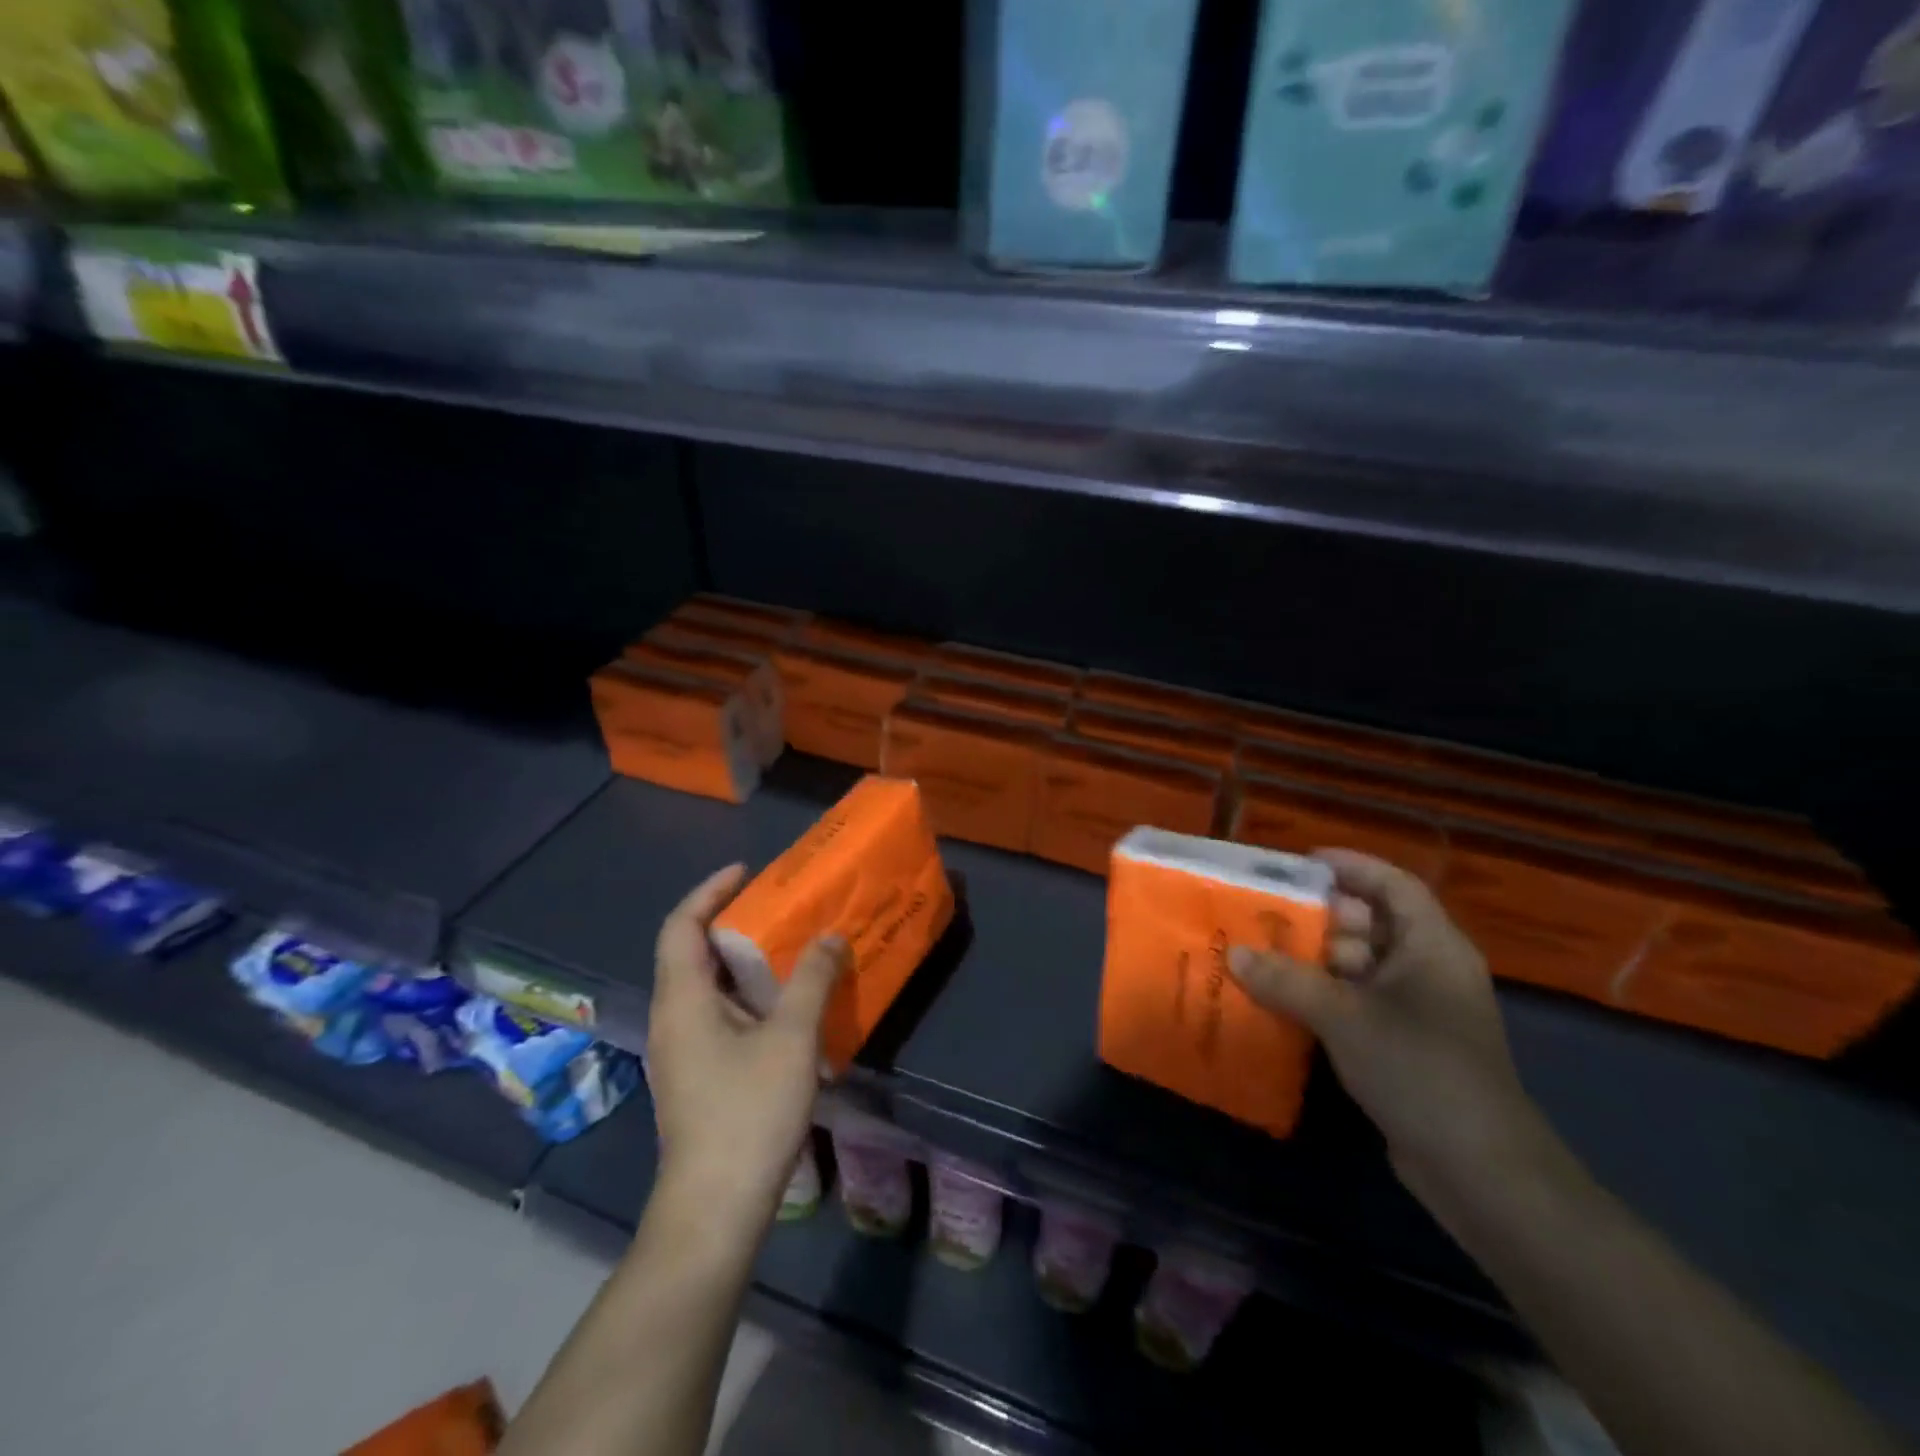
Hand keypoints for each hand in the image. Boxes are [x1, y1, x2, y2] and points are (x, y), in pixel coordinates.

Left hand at [646, 865, 846, 1235]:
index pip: (681, 926)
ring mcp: (681, 1051)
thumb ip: (811, 980)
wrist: (715, 1208)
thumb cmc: (748, 1113)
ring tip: (788, 946)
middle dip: (731, 922)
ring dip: (742, 961)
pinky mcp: (696, 1076)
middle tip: (778, 906)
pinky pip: (717, 1014)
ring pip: (706, 986)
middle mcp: (672, 1018)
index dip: (710, 891)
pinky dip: (747, 994)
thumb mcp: (791, 1038)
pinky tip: (785, 1006)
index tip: (747, 871)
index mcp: (682, 999)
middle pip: (691, 952)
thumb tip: (829, 936)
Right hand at [1229, 850, 1551, 1199]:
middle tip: (1263, 912)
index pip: (1393, 885)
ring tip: (1259, 954)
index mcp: (1431, 946)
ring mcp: (1417, 1010)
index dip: (1351, 867)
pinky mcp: (1403, 1045)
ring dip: (1312, 960)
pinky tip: (1279, 1000)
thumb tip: (1235, 954)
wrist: (1480, 1172)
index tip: (1300, 863)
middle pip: (1370, 924)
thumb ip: (1287, 980)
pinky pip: (1355, 1003)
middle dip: (1317, 916)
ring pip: (1358, 966)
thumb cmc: (1421, 1070)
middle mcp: (1428, 969)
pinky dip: (1321, 996)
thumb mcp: (1346, 1017)